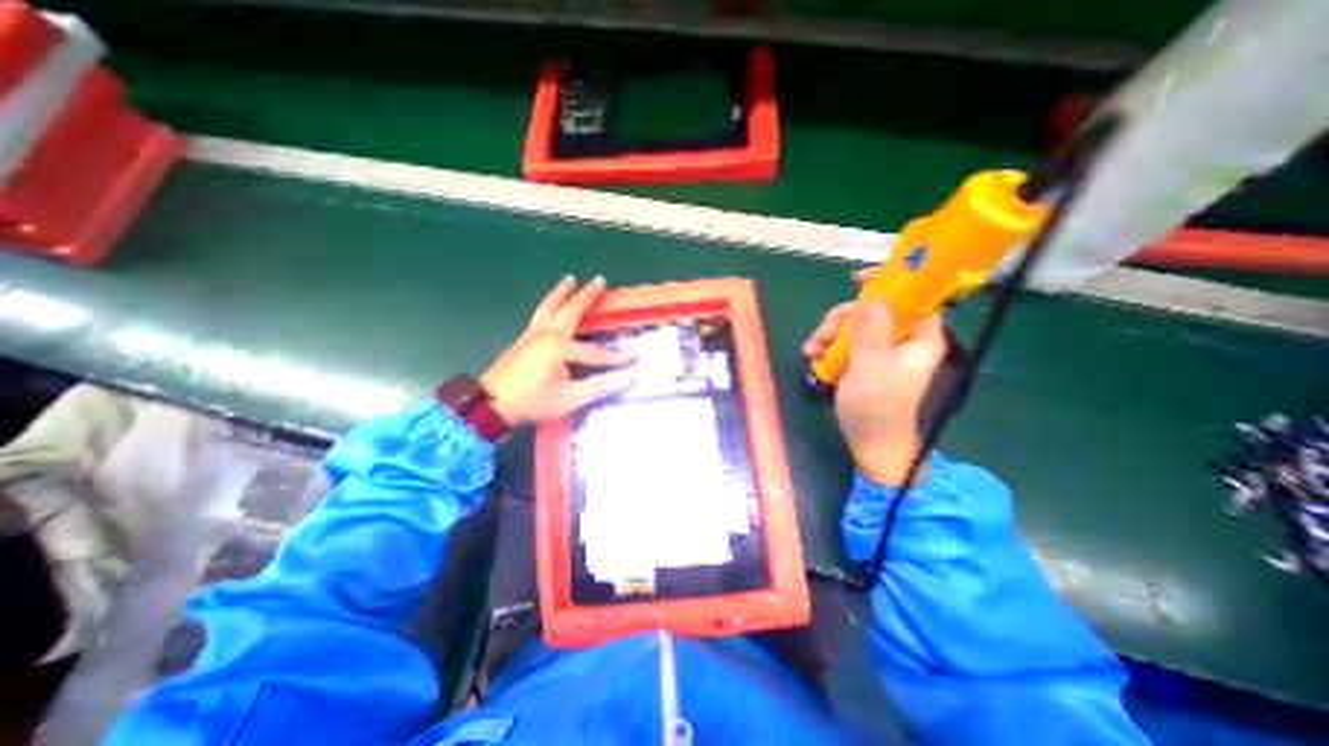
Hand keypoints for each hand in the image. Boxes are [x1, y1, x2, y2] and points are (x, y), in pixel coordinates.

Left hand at [482, 275, 637, 426]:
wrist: (491, 404)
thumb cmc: (532, 401)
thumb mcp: (570, 398)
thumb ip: (599, 386)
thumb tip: (628, 378)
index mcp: (560, 347)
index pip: (595, 352)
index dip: (615, 356)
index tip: (635, 357)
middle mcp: (547, 334)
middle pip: (571, 310)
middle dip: (587, 295)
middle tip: (600, 280)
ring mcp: (533, 334)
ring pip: (550, 306)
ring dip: (562, 292)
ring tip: (570, 279)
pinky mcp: (523, 339)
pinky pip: (540, 314)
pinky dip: (549, 304)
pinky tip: (551, 306)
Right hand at [803, 286, 950, 483]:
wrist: (870, 443)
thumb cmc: (875, 407)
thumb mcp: (869, 366)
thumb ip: (871, 331)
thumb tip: (875, 297)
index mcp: (918, 338)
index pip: (914, 297)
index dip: (891, 282)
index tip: (858, 280)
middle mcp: (902, 339)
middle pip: (875, 309)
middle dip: (843, 317)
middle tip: (822, 335)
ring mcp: (882, 350)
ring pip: (856, 324)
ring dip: (830, 332)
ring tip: (813, 350)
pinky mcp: (866, 360)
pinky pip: (848, 340)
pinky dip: (830, 345)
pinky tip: (814, 356)